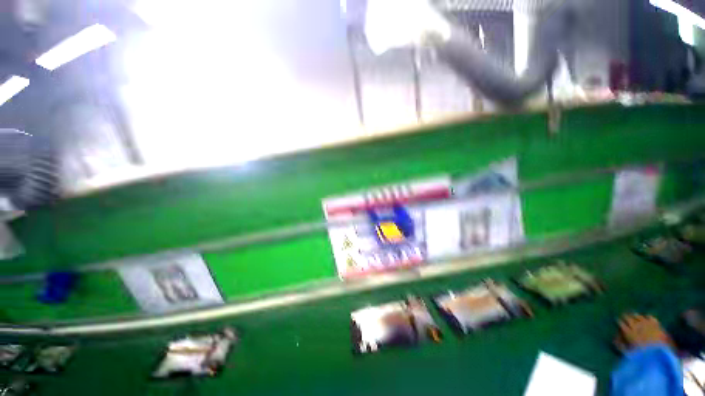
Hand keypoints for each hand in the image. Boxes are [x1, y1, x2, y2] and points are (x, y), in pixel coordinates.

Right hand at [614, 314, 674, 351]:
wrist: (661, 355)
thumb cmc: (642, 356)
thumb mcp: (628, 354)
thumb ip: (620, 345)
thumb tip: (613, 338)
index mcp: (628, 332)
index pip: (620, 322)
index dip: (618, 322)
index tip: (617, 321)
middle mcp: (636, 325)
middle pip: (628, 317)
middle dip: (625, 317)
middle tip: (624, 317)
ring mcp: (647, 323)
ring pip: (638, 316)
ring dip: (635, 316)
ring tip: (633, 316)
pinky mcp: (656, 323)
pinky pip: (649, 316)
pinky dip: (646, 317)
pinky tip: (646, 318)